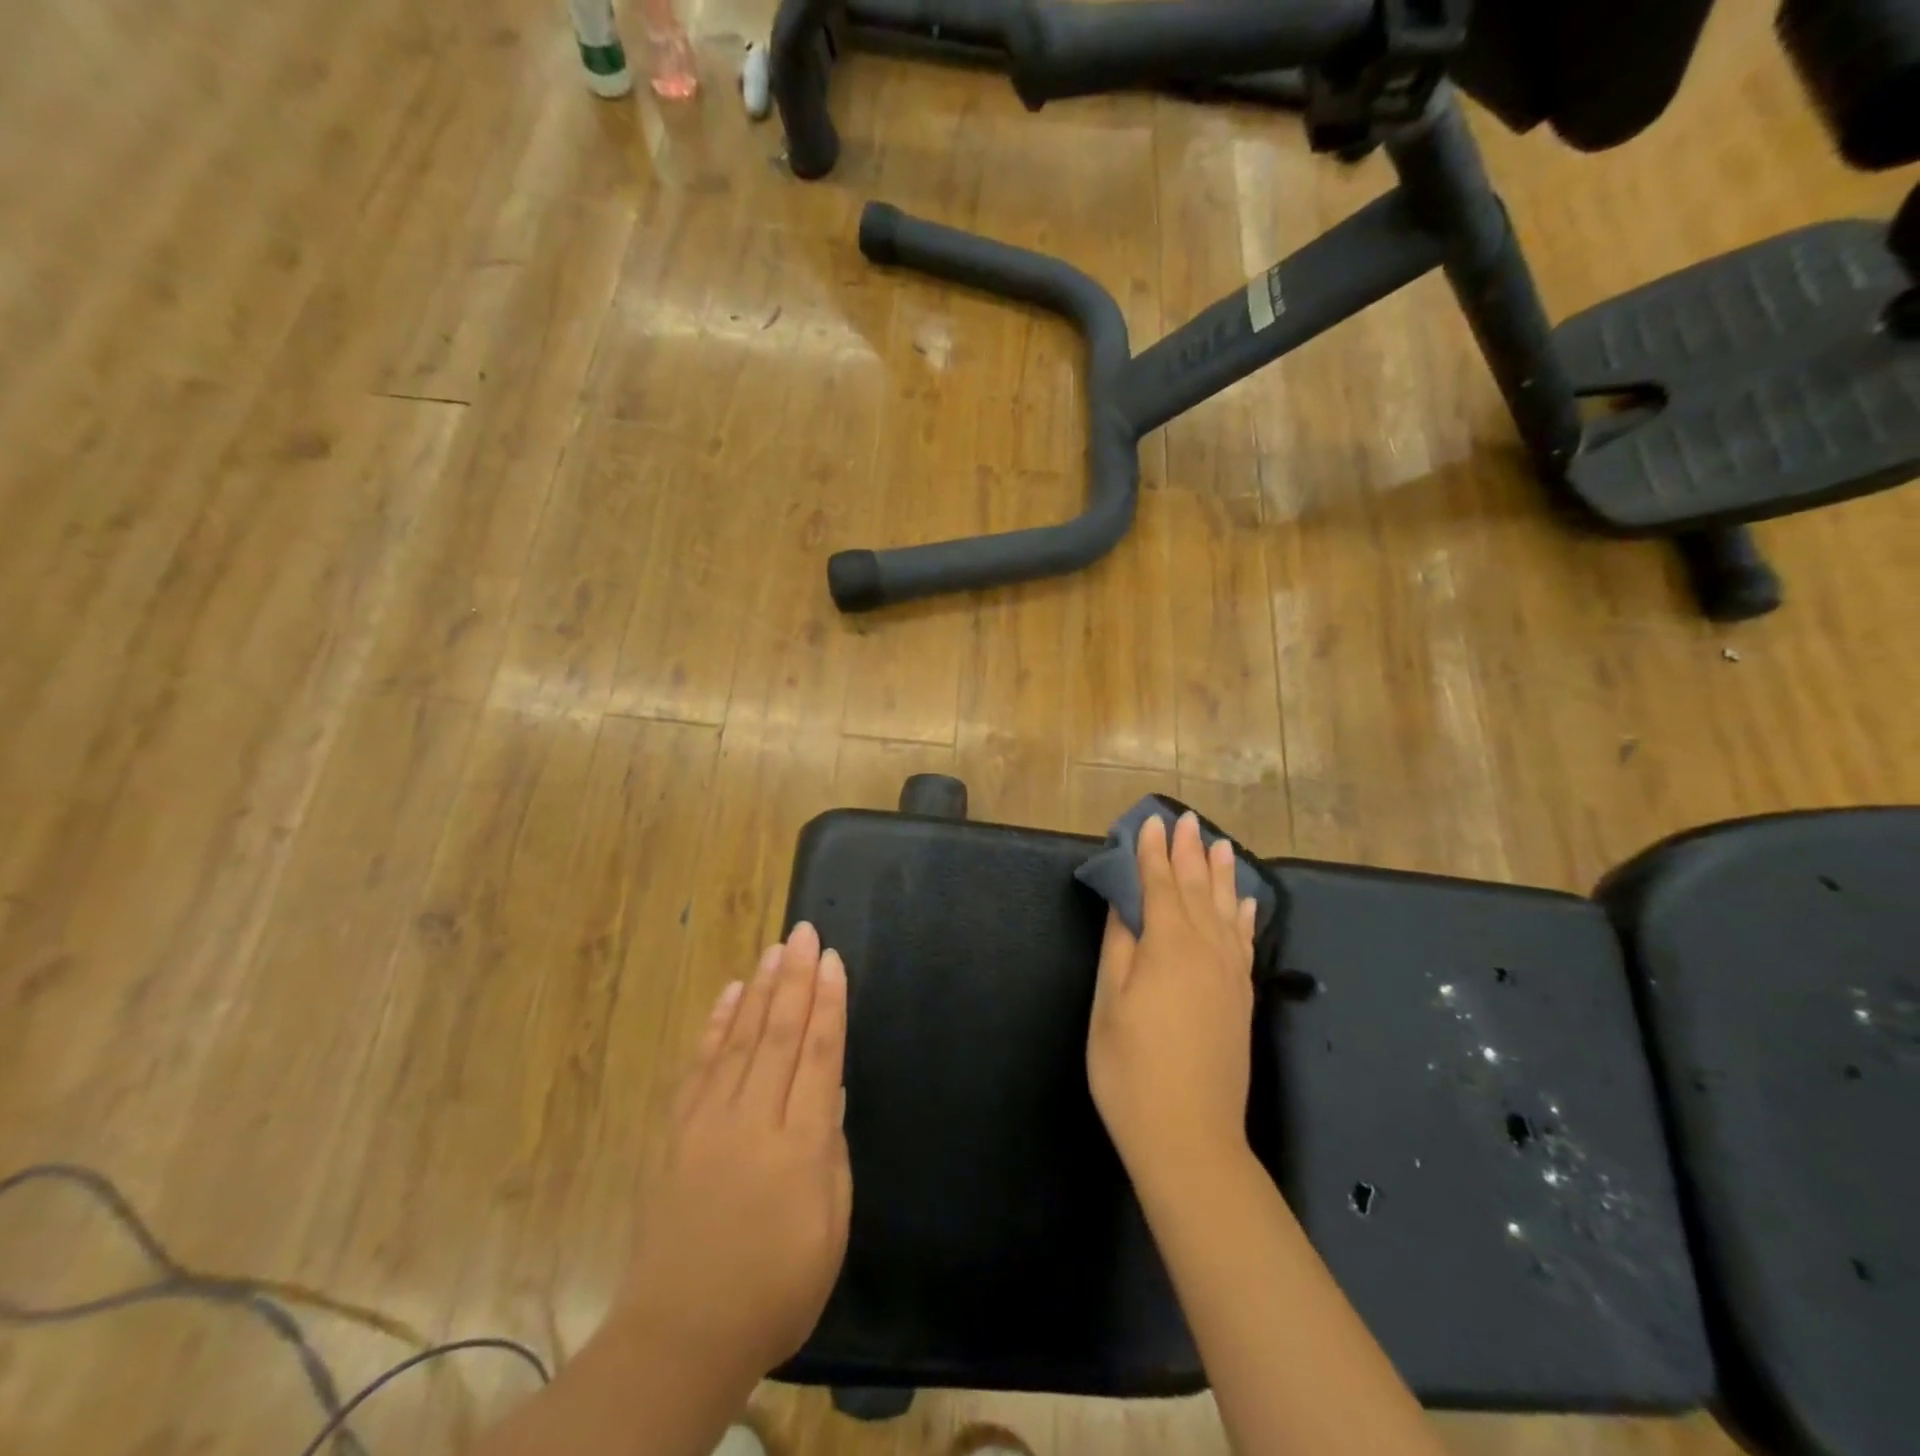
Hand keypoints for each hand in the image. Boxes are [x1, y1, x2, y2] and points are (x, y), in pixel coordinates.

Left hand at [613, 922, 851, 1386]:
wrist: (681, 1335)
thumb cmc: (775, 1289)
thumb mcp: (830, 1229)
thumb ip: (831, 1153)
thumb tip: (828, 1090)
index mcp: (798, 1146)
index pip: (818, 1056)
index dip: (828, 1004)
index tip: (833, 960)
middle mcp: (752, 1120)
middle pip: (778, 1034)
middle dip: (795, 978)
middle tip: (804, 932)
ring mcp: (708, 1122)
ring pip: (739, 1039)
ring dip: (760, 989)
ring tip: (774, 949)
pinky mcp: (677, 1132)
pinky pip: (699, 1066)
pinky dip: (716, 1025)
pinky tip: (729, 995)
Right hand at [1087, 812, 1256, 1190]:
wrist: (1189, 1138)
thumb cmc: (1132, 1070)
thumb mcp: (1110, 1004)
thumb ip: (1119, 946)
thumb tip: (1124, 902)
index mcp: (1169, 948)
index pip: (1161, 886)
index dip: (1152, 853)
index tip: (1150, 822)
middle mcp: (1206, 951)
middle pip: (1197, 890)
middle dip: (1188, 853)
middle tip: (1186, 819)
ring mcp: (1230, 976)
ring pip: (1226, 911)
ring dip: (1221, 875)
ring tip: (1220, 845)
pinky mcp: (1242, 999)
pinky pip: (1244, 942)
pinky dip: (1244, 916)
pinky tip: (1245, 903)